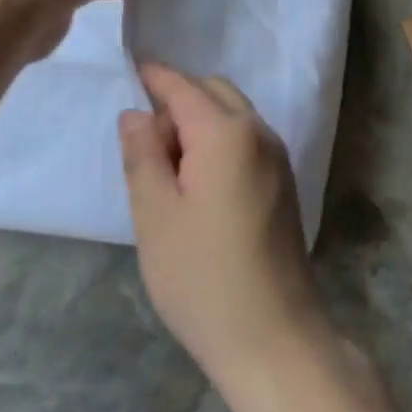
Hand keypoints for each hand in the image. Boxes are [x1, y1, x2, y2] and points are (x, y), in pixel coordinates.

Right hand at [120, 65, 327, 386]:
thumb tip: (135, 114)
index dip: (154, 76)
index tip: (129, 70)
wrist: (275, 341)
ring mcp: (276, 158)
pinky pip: (245, 139)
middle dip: (177, 100)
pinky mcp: (282, 183)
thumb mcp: (156, 216)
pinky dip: (218, 141)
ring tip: (167, 169)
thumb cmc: (204, 278)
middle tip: (145, 143)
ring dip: (199, 122)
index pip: (183, 87)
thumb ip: (142, 154)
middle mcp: (258, 133)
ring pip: (231, 114)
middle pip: (213, 91)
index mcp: (226, 133)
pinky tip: (198, 183)